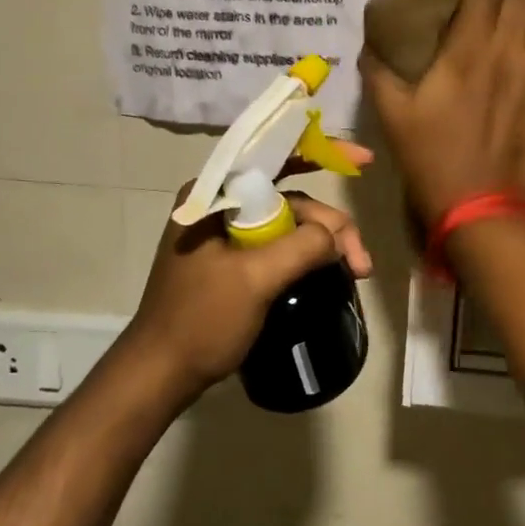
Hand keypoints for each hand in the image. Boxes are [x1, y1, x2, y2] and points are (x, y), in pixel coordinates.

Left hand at [128, 151, 373, 400]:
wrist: (161, 374)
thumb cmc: (200, 321)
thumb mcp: (255, 280)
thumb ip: (301, 246)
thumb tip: (336, 237)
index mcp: (214, 194)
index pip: (274, 156)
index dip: (322, 151)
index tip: (364, 161)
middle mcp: (220, 204)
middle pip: (291, 196)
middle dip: (331, 224)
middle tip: (361, 261)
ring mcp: (225, 233)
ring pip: (290, 222)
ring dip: (324, 243)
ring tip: (356, 271)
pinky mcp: (233, 259)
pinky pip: (279, 244)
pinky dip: (307, 255)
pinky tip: (330, 270)